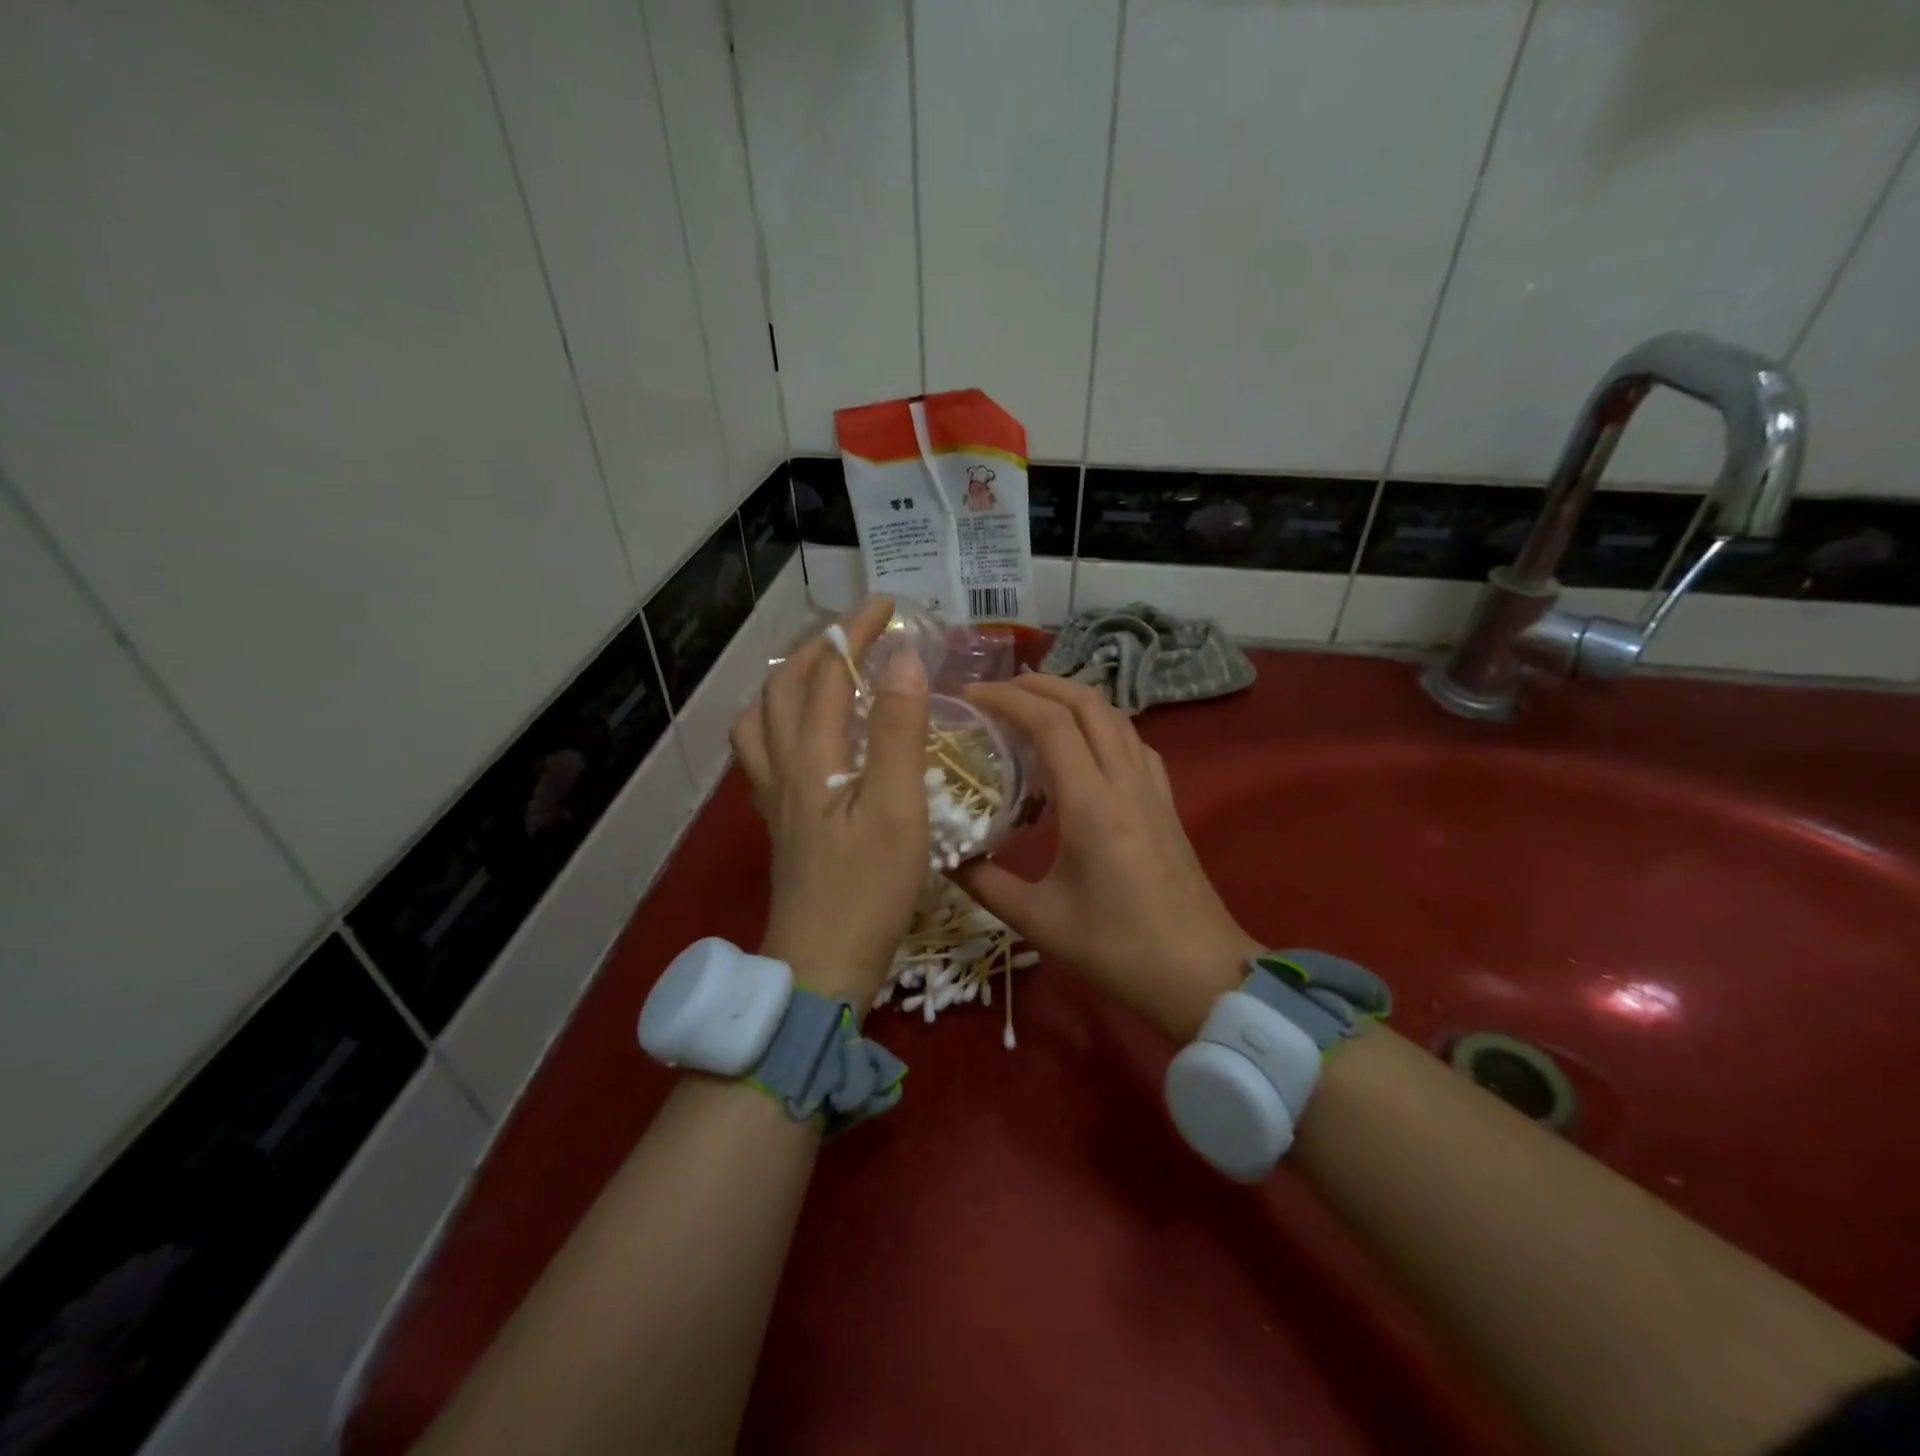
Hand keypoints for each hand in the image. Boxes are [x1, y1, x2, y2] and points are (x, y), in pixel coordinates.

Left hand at [731, 595, 928, 1012]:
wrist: (821, 966)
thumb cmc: (868, 891)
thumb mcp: (896, 808)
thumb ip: (897, 731)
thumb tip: (903, 658)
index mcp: (810, 759)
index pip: (827, 675)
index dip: (856, 633)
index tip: (889, 605)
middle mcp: (781, 769)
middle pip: (784, 689)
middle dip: (820, 647)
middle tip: (858, 630)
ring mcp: (774, 798)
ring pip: (761, 721)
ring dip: (789, 682)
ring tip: (822, 672)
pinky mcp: (779, 823)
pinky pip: (764, 753)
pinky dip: (781, 723)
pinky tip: (806, 737)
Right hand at [952, 674, 1258, 1040]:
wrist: (1200, 974)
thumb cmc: (1117, 948)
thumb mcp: (1039, 920)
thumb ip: (985, 885)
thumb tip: (944, 857)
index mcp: (1091, 803)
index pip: (1050, 723)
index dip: (1007, 698)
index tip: (971, 694)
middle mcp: (1125, 781)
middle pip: (1087, 702)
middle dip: (1040, 684)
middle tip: (998, 690)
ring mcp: (1153, 788)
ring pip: (1115, 716)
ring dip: (1073, 697)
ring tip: (1034, 706)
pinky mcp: (1167, 801)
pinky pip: (1134, 741)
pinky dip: (1103, 724)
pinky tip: (1085, 744)